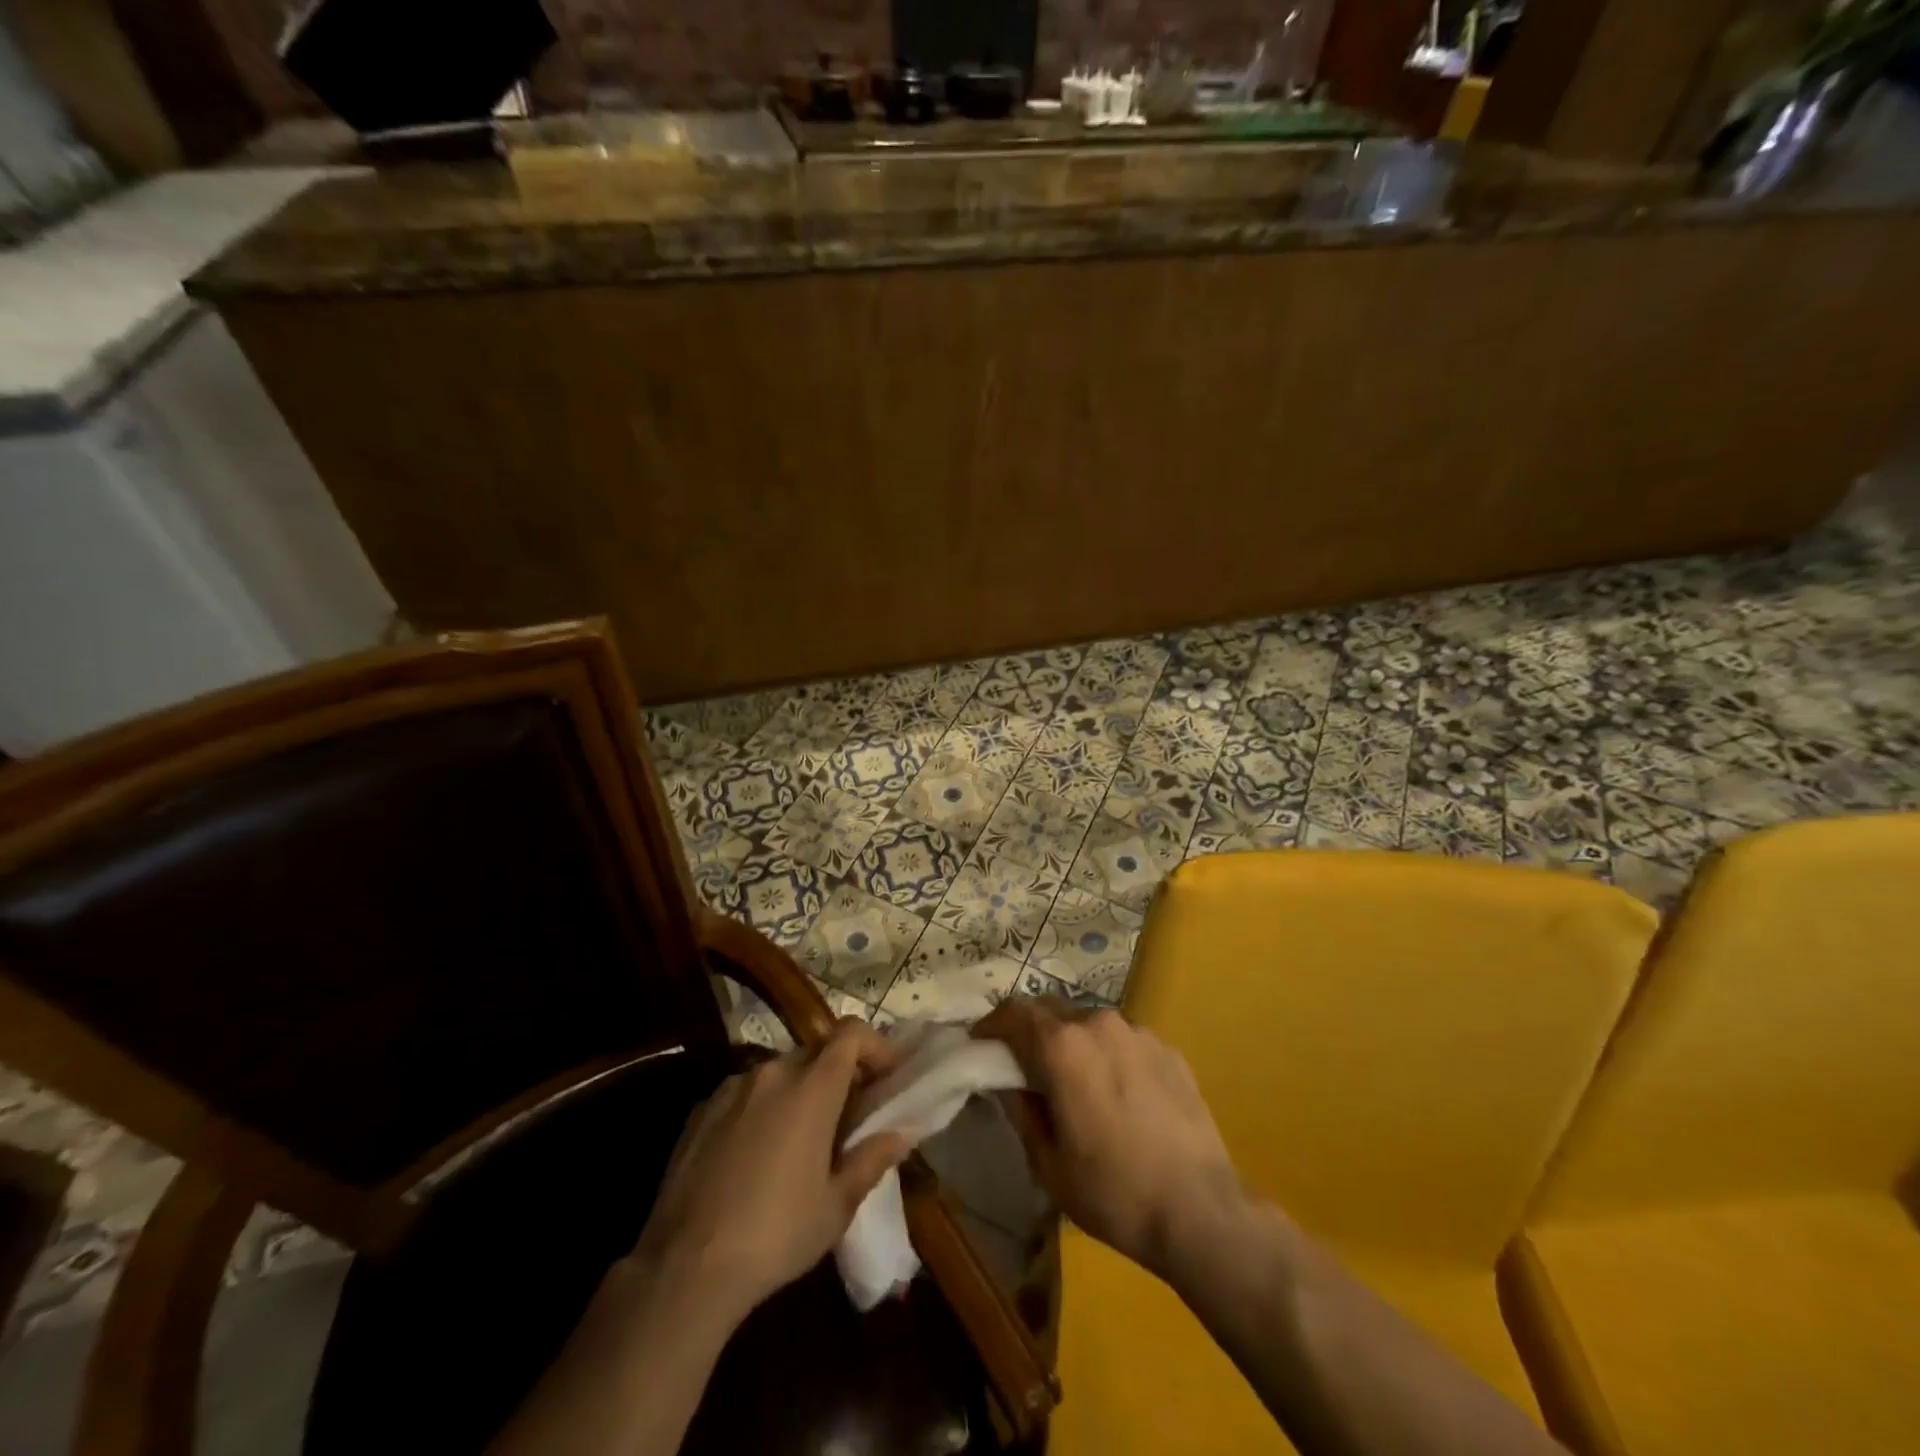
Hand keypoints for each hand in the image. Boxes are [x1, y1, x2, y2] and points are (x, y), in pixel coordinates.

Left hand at [631, 1020, 908, 1323]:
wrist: (685, 1268)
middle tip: (848, 1115)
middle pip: (816, 1052)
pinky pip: (745, 1094)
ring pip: (778, 1073)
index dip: (875, 1045)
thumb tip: (899, 1135)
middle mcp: (772, 1072)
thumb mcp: (836, 1206)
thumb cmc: (776, 1234)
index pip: (851, 1033)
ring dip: (799, 1092)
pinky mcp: (701, 1110)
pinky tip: (756, 1155)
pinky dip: (762, 1108)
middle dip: (838, 1074)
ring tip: (800, 1139)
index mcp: (812, 1087)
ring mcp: (732, 1088)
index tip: (887, 1075)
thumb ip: (871, 1160)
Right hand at [974, 997, 1242, 1278]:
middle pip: (1052, 1011)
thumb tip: (1009, 1084)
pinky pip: (1124, 1041)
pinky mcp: (1169, 1050)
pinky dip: (1109, 1055)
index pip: (1014, 1013)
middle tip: (1025, 1066)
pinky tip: (1119, 1095)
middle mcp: (1099, 1024)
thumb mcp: (1048, 1164)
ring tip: (1076, 1083)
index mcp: (1063, 1046)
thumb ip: (1022, 1112)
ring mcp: (1139, 1033)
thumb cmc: (1113, 1193)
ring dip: (1073, 1043)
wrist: (1201, 1211)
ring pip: (1090, 1024)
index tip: (981, 1043)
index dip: (992, 1024)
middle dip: (1032, 1032)